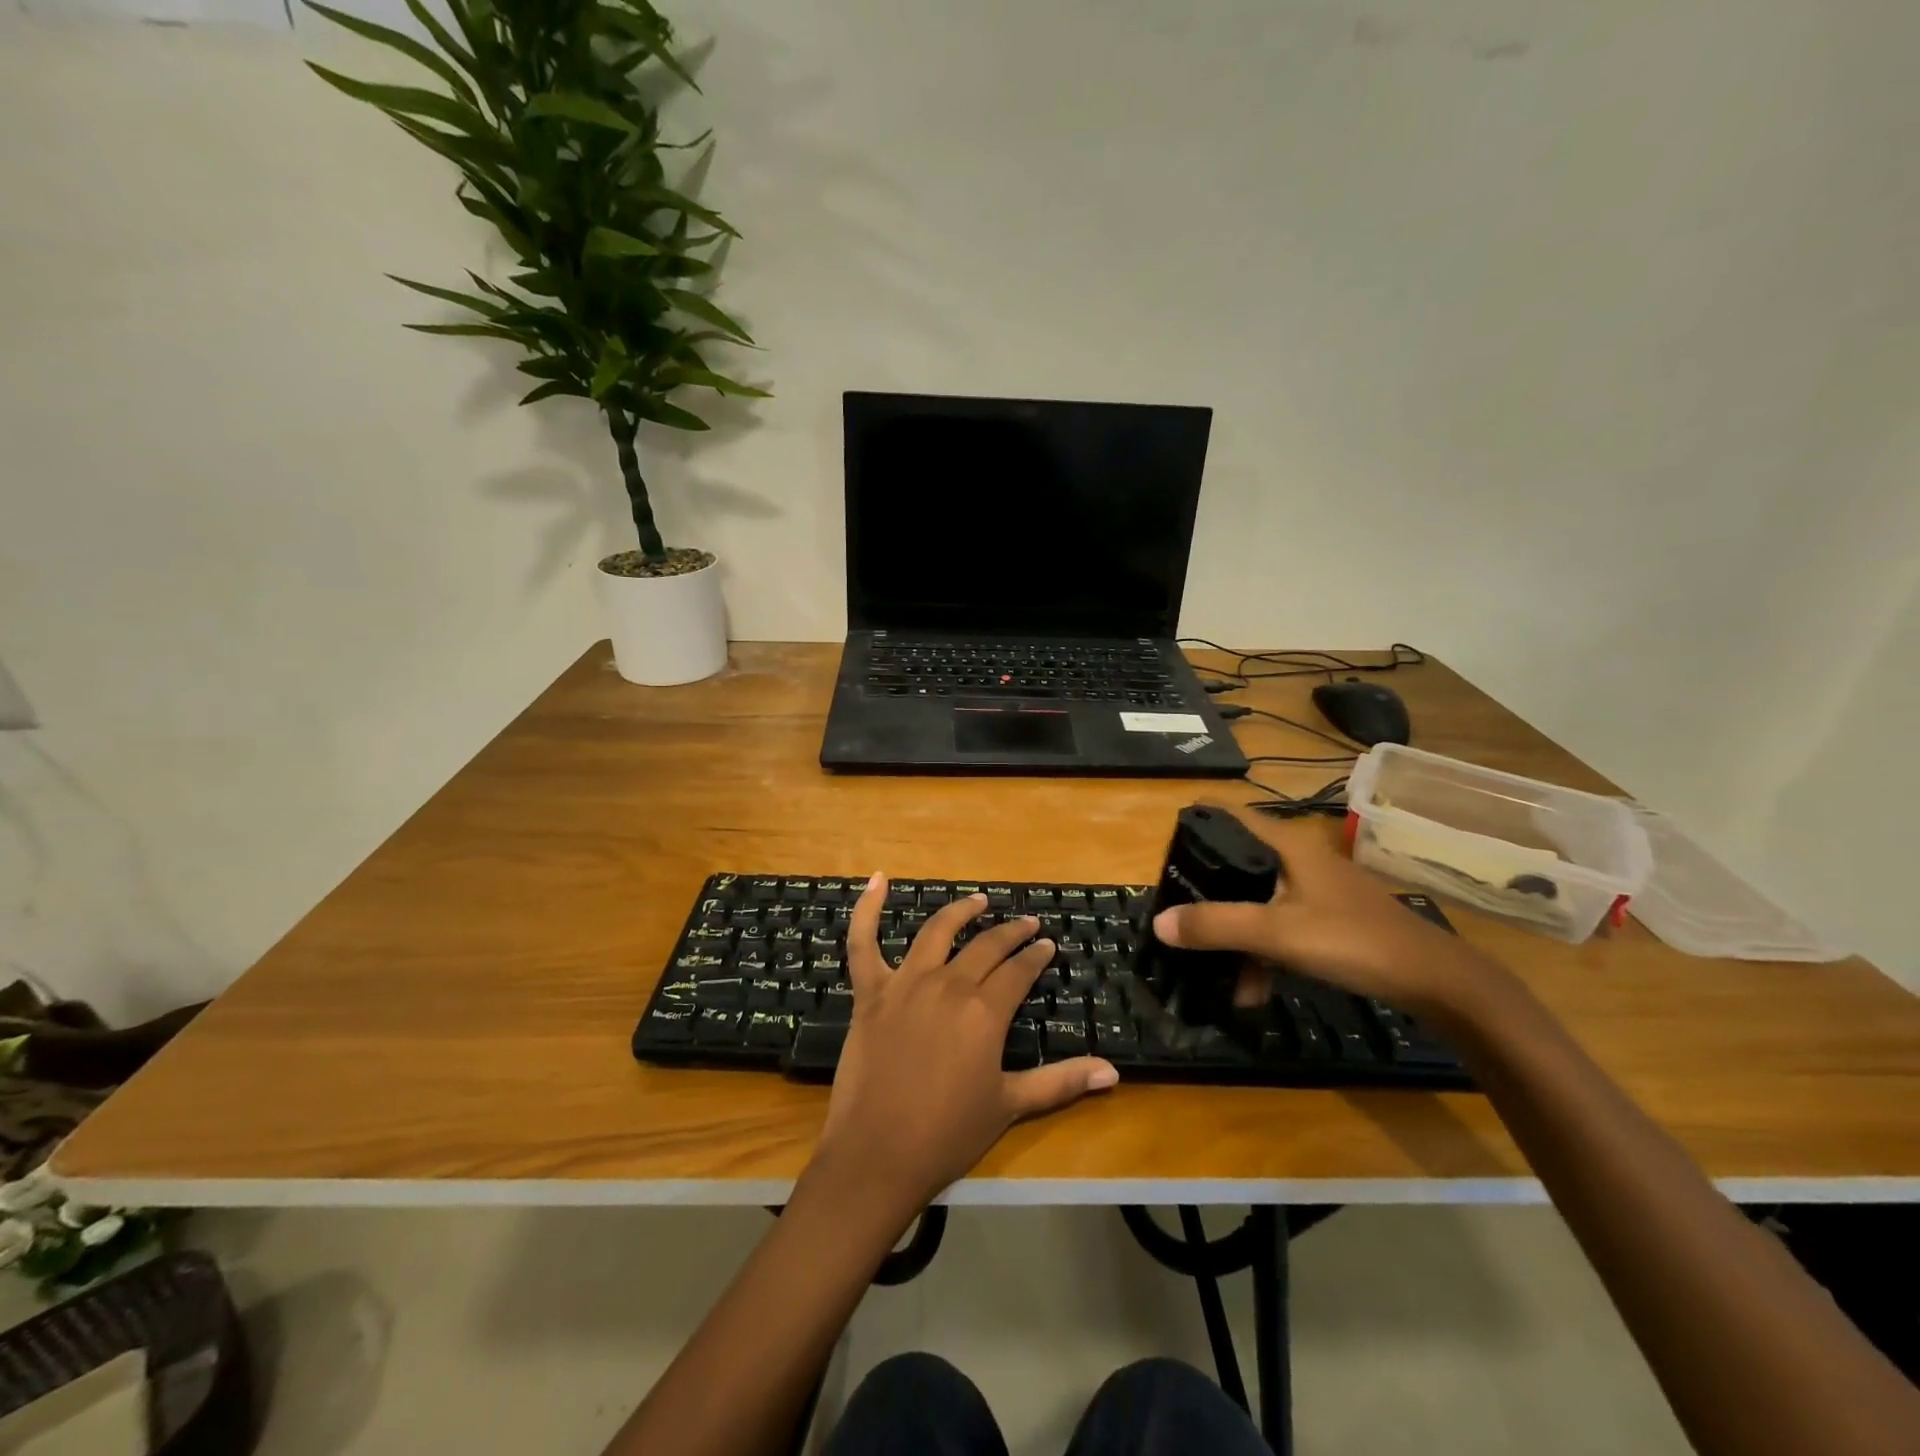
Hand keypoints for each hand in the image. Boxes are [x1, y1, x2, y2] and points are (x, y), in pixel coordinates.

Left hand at [815, 876, 1118, 1210]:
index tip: (1047, 945)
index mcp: (985, 1011)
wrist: (878, 1155)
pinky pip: (863, 942)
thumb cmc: (948, 1134)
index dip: (1036, 956)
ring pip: (936, 932)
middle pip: (986, 946)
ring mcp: (905, 983)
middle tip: (1026, 923)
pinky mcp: (870, 992)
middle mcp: (948, 984)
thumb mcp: (1010, 1105)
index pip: (1019, 971)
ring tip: (978, 900)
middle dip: (1011, 932)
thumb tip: (1113, 1072)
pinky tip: (877, 880)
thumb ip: (1061, 1082)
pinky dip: (867, 909)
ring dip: (961, 911)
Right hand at [1152, 809, 1501, 1019]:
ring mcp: (1318, 892)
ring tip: (1217, 977)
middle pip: (1240, 863)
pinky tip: (1253, 991)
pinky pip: (1282, 927)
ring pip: (1260, 903)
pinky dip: (1263, 952)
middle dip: (1207, 891)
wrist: (1437, 982)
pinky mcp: (1332, 921)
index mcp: (1288, 847)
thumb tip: (1159, 923)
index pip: (1233, 814)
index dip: (1199, 817)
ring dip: (1236, 936)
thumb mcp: (1278, 933)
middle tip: (1177, 911)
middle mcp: (1300, 861)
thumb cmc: (1353, 940)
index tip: (1167, 835)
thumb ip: (1217, 926)